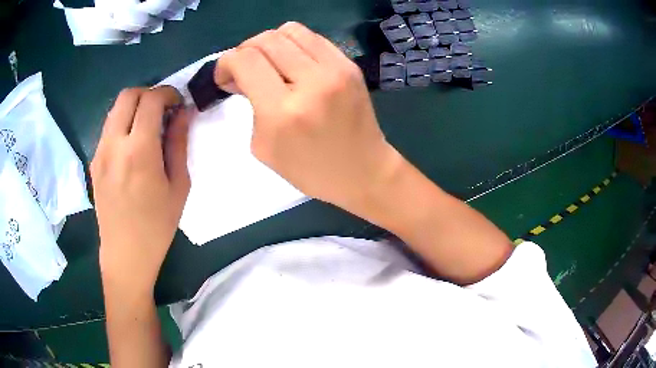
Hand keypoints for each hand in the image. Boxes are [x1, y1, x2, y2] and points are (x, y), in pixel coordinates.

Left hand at [91, 86, 190, 295]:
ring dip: (134, 107)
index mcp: (139, 152)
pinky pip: (108, 128)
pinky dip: (123, 123)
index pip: (151, 100)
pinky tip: (132, 145)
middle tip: (163, 110)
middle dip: (149, 93)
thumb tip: (184, 113)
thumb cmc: (157, 226)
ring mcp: (100, 152)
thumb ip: (178, 143)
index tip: (178, 104)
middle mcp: (114, 145)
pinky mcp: (94, 161)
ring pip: (115, 109)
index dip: (168, 94)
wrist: (125, 254)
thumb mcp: (178, 186)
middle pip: (128, 95)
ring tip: (148, 126)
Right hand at [215, 22, 403, 214]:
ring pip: (290, 30)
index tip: (225, 76)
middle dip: (245, 50)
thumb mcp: (264, 147)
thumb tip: (244, 76)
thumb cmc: (310, 171)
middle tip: (244, 69)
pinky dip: (295, 45)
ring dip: (270, 43)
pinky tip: (294, 64)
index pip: (245, 61)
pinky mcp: (350, 65)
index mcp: (283, 111)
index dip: (225, 63)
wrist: (363, 171)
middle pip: (266, 39)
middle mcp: (311, 82)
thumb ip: (250, 105)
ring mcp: (336, 69)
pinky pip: (313, 38)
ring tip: (269, 63)